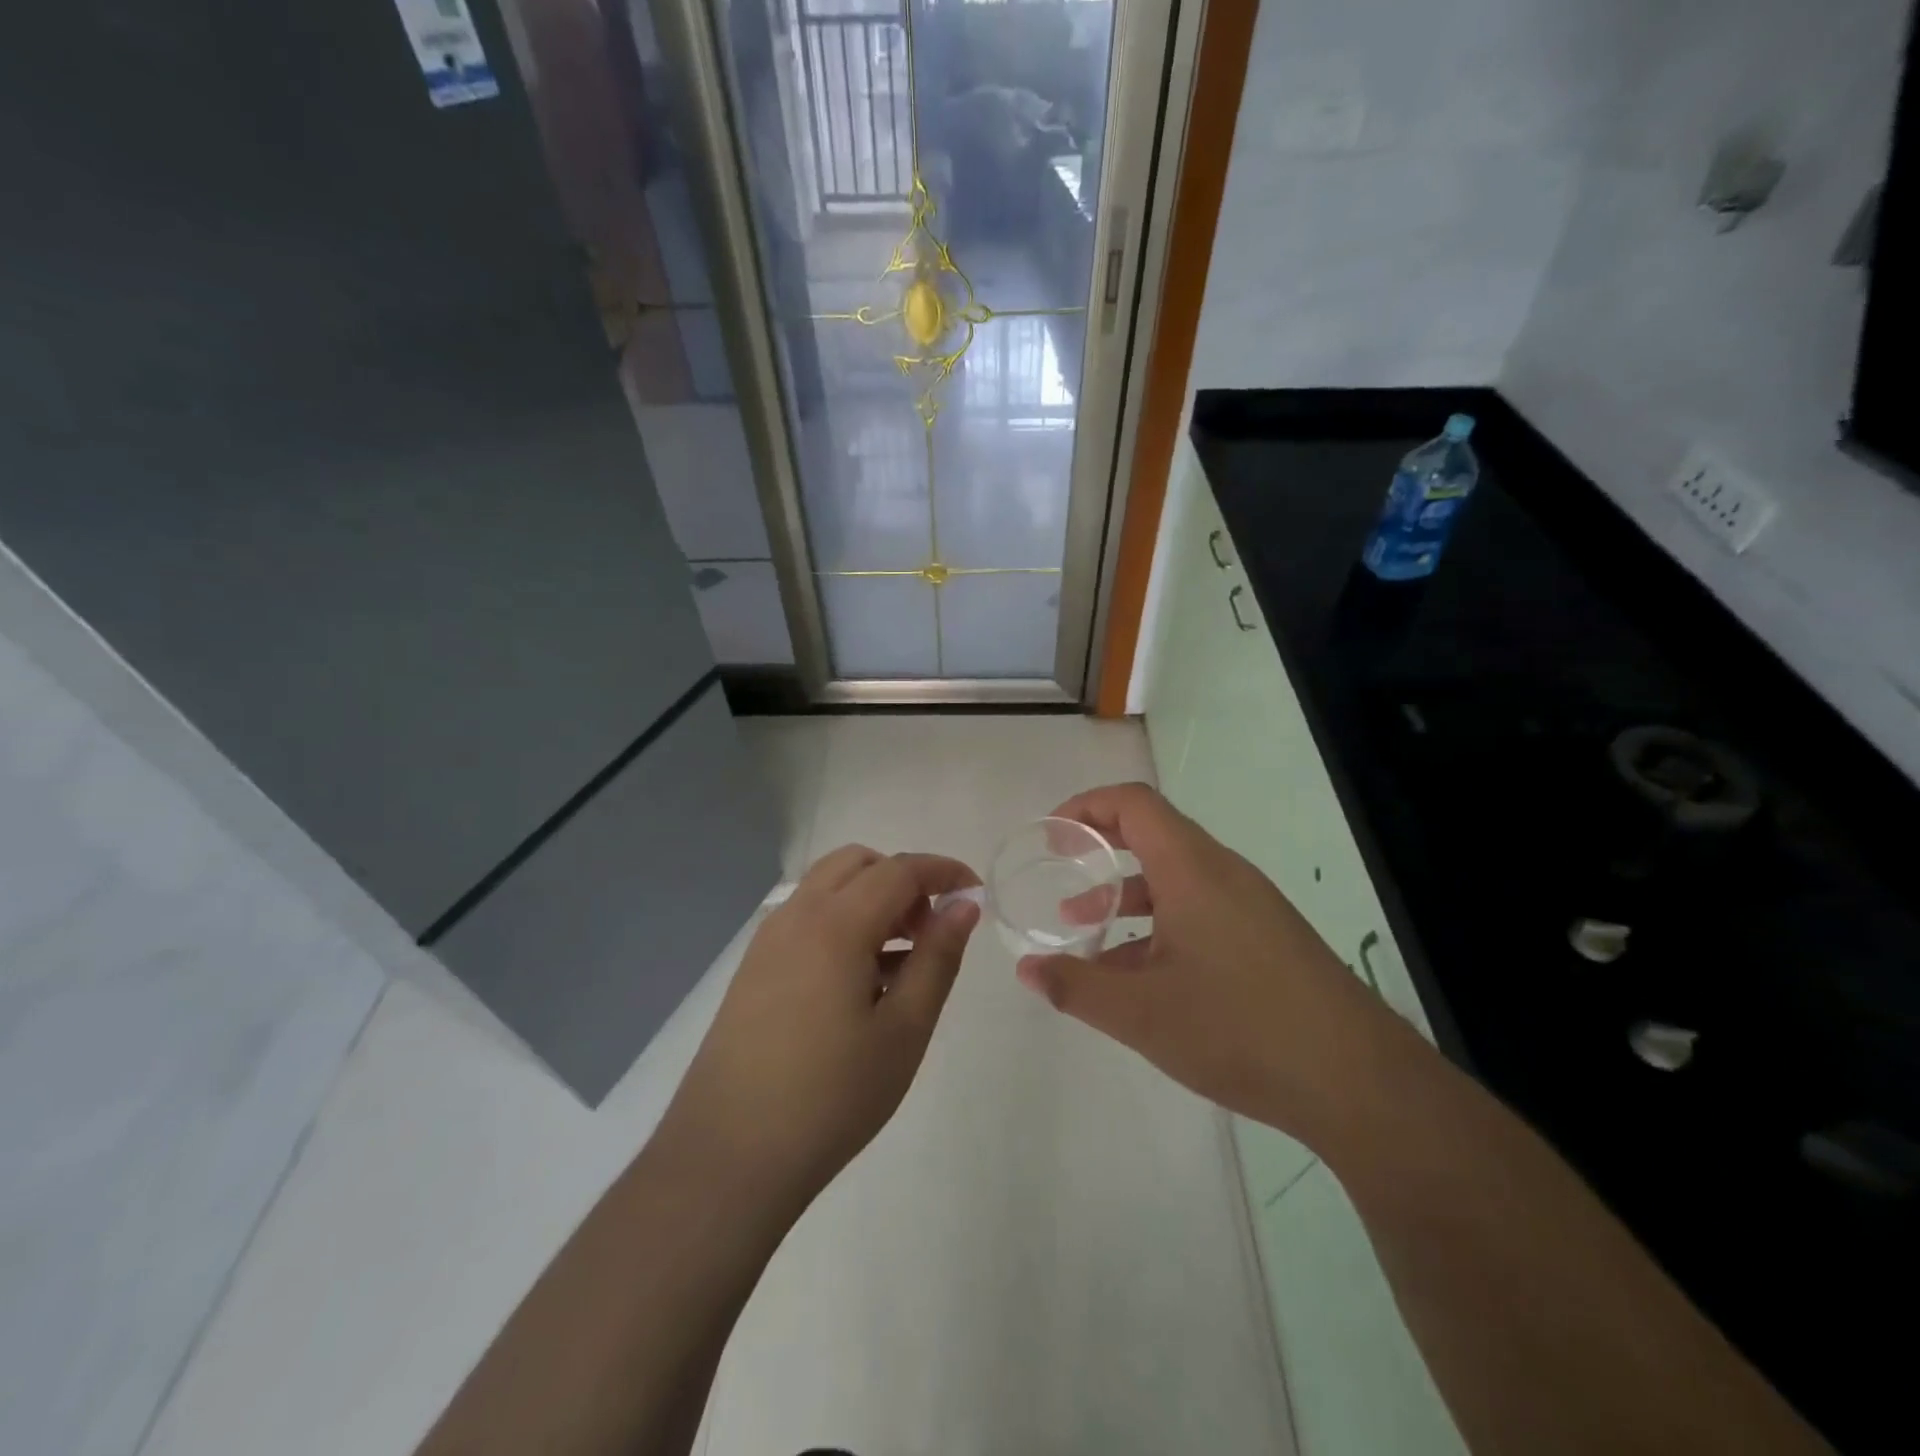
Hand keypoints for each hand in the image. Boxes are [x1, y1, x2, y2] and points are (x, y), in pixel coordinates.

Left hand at [660, 846, 980, 1213]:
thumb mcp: (904, 1030)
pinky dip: (843, 922)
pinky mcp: (753, 968)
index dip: (944, 872)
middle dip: (904, 880)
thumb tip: (964, 906)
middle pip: (859, 864)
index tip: (977, 893)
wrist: (728, 1157)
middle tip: (930, 931)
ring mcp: (768, 941)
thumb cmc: (831, 1096)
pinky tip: (860, 982)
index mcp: (835, 923)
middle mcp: (796, 915)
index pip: (900, 870)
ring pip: (828, 887)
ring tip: (900, 961)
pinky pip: (807, 918)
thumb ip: (937, 958)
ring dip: (872, 899)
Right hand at [1016, 782, 1389, 1136]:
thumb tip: (1027, 969)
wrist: (1357, 1081)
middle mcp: (1223, 873)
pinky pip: (1200, 910)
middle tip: (1061, 872)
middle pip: (1154, 834)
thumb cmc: (1239, 1029)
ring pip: (1175, 878)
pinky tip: (1140, 975)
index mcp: (1192, 869)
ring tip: (1085, 930)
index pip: (1133, 803)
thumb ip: (1076, 986)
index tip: (1052, 836)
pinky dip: (1160, 924)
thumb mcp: (1141, 1014)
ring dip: (1127, 895)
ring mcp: (1250, 904)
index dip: (1086, 806)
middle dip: (1100, 850)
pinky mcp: (1267, 936)